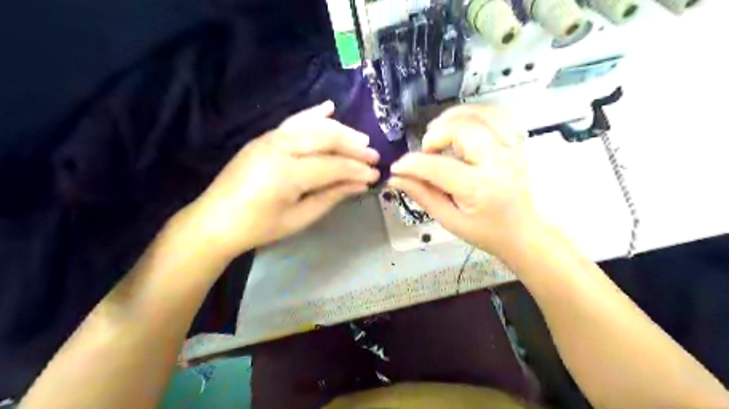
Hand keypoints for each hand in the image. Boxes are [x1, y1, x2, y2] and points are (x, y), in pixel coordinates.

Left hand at [180, 103, 381, 261]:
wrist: (216, 220)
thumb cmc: (259, 227)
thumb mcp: (299, 218)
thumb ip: (331, 196)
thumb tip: (360, 184)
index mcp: (287, 174)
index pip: (333, 166)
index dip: (357, 170)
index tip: (377, 175)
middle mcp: (279, 148)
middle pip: (326, 139)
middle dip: (354, 147)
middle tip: (374, 156)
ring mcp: (269, 138)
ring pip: (313, 127)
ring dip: (340, 131)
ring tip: (361, 139)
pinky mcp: (264, 137)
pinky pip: (294, 121)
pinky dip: (313, 114)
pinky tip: (329, 108)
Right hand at [386, 106, 539, 258]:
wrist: (523, 232)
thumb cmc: (486, 232)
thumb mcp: (449, 220)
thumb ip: (422, 195)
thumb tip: (395, 178)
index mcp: (479, 188)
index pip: (437, 166)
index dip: (411, 164)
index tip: (398, 167)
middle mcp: (498, 161)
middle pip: (461, 128)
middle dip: (435, 135)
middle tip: (427, 152)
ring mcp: (511, 148)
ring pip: (479, 114)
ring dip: (452, 119)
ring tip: (440, 135)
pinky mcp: (516, 142)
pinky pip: (495, 115)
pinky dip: (473, 115)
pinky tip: (461, 127)